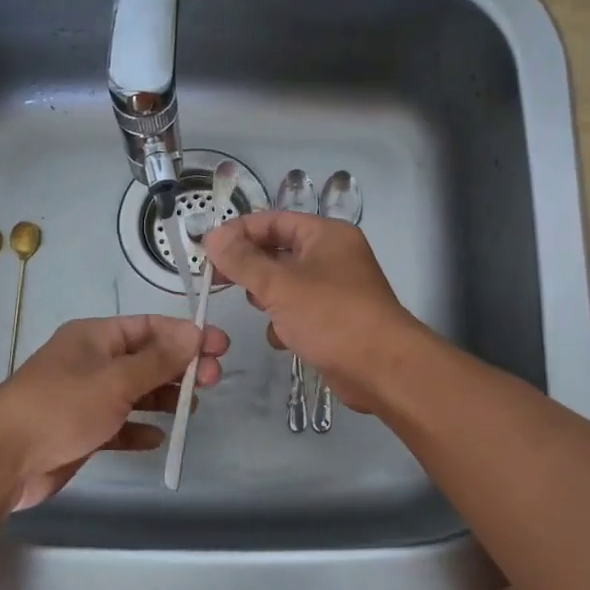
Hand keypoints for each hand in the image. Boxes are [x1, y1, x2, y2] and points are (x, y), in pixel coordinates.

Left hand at [0, 316, 227, 510]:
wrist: (1, 459)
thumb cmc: (61, 407)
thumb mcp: (116, 379)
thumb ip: (158, 360)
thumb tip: (194, 332)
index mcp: (95, 337)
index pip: (148, 327)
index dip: (185, 334)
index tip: (219, 345)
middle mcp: (91, 362)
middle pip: (145, 359)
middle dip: (179, 367)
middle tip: (213, 379)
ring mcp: (84, 398)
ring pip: (134, 393)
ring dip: (163, 398)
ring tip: (192, 409)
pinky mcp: (80, 431)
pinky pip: (118, 425)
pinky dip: (138, 429)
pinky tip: (156, 439)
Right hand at [203, 212, 421, 414]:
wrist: (382, 369)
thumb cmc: (332, 316)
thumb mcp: (279, 285)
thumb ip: (242, 260)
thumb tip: (212, 236)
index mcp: (325, 235)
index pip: (273, 221)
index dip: (239, 232)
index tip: (207, 249)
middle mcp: (332, 256)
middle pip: (278, 251)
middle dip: (250, 267)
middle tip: (216, 280)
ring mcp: (334, 289)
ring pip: (285, 284)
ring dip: (267, 297)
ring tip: (259, 308)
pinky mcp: (332, 320)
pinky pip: (297, 311)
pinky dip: (285, 322)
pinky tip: (283, 337)